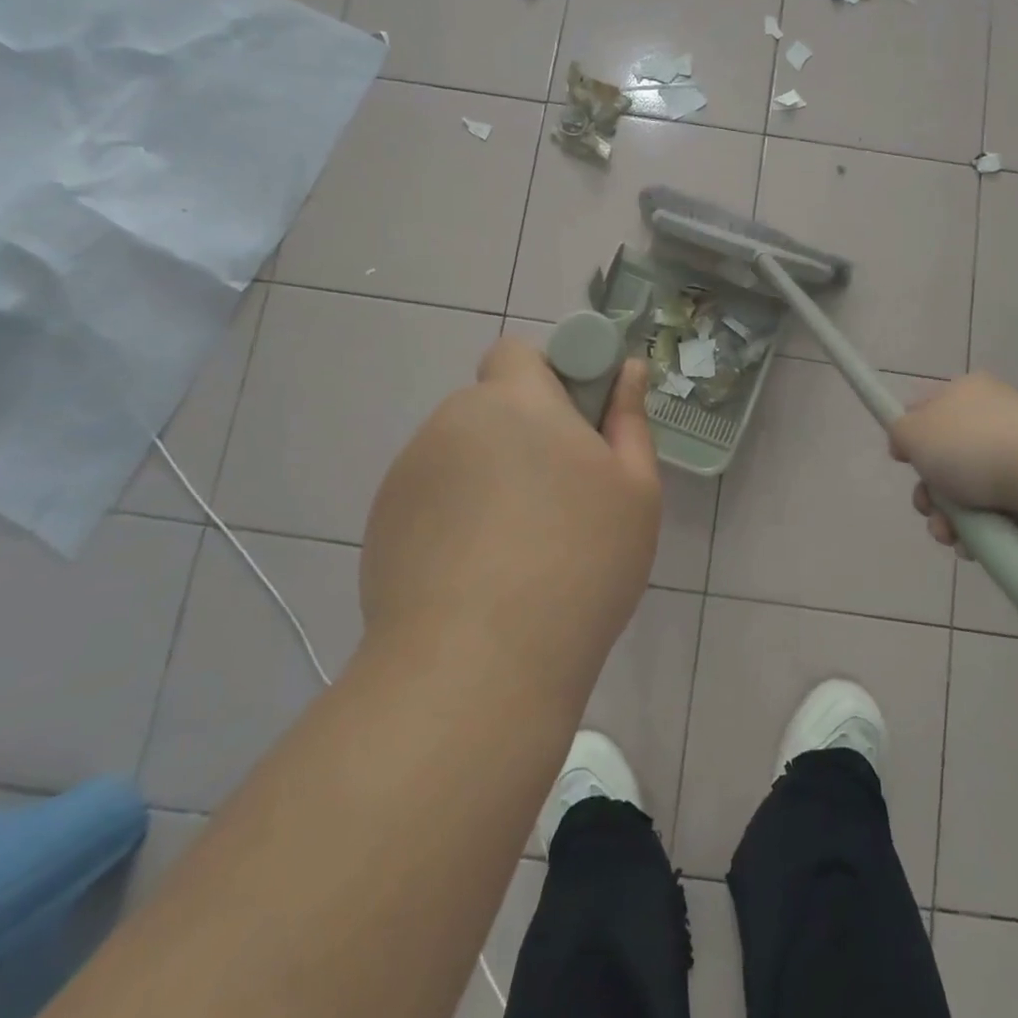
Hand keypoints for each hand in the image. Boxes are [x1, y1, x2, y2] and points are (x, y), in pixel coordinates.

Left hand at [358, 338, 662, 696]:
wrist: (478, 665)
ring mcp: (410, 473)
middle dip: (522, 434)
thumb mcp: (634, 490)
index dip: (548, 377)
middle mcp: (453, 422)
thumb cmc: (579, 562)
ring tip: (518, 549)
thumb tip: (628, 371)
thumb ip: (630, 419)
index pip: (518, 353)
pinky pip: (431, 497)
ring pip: (461, 454)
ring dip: (488, 476)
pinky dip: (455, 516)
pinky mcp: (382, 521)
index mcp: (516, 401)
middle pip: (491, 407)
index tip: (575, 427)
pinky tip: (478, 575)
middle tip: (558, 498)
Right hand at [889, 373, 1017, 547]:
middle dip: (928, 491)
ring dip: (948, 518)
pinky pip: (995, 512)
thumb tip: (907, 441)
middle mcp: (993, 417)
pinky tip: (974, 545)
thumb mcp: (914, 430)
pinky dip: (979, 531)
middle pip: (943, 458)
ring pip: (966, 491)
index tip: (904, 462)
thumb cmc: (974, 446)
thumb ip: (899, 431)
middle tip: (928, 507)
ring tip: (951, 536)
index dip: (909, 437)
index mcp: (966, 392)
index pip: (925, 409)